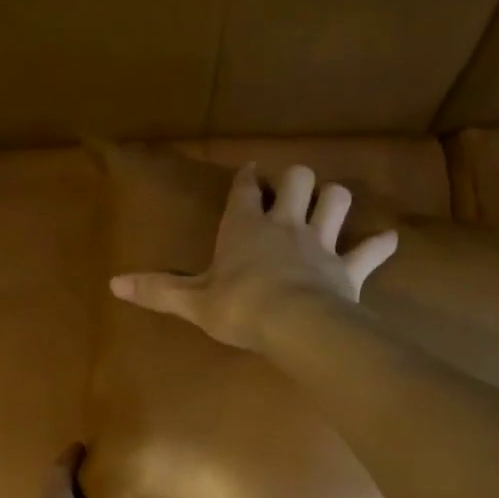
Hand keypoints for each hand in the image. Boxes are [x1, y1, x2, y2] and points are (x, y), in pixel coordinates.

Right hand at [109, 163, 397, 349]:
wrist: (294, 324)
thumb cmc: (239, 307)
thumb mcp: (192, 301)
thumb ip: (157, 290)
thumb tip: (112, 283)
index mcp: (245, 226)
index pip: (246, 188)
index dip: (249, 178)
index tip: (251, 174)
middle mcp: (285, 224)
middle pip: (298, 179)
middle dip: (295, 180)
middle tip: (289, 192)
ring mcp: (321, 243)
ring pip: (336, 201)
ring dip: (334, 200)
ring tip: (329, 206)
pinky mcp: (348, 268)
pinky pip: (371, 251)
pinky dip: (378, 246)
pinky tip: (386, 242)